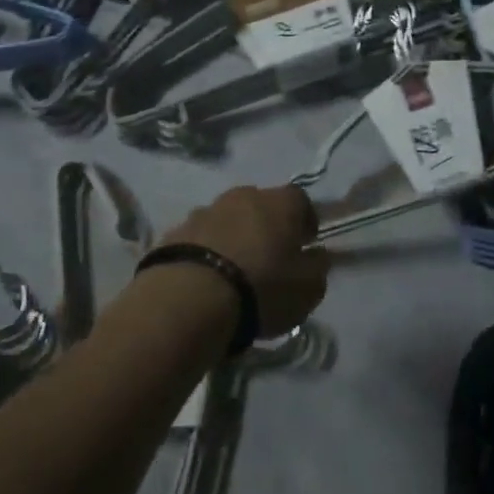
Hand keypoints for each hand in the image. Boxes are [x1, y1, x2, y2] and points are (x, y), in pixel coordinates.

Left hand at [160, 185, 329, 338]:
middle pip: (260, 205)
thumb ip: (317, 266)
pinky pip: (199, 237)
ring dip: (233, 237)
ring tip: (233, 271)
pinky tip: (206, 278)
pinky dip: (206, 251)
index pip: (300, 199)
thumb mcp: (308, 288)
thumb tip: (317, 254)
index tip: (305, 244)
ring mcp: (205, 210)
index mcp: (279, 202)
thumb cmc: (262, 287)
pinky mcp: (175, 231)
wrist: (191, 297)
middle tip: (269, 258)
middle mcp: (242, 196)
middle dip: (266, 226)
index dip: (305, 220)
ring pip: (227, 219)